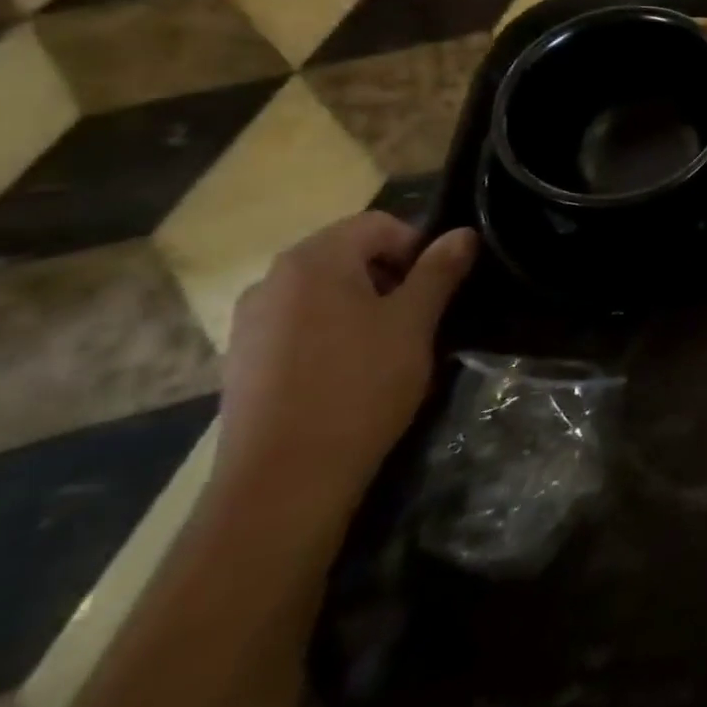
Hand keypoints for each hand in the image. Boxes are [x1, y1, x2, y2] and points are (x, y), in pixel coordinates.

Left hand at [212, 213, 477, 527]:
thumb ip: (439, 271)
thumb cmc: (359, 386)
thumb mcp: (414, 323)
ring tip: (388, 347)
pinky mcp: (244, 359)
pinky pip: (300, 324)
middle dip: (391, 276)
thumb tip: (463, 233)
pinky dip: (332, 332)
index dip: (417, 247)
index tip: (436, 289)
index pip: (378, 225)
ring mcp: (251, 321)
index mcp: (314, 260)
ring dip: (363, 305)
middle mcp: (273, 279)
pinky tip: (349, 372)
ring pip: (325, 291)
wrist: (284, 480)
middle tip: (418, 318)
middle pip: (348, 254)